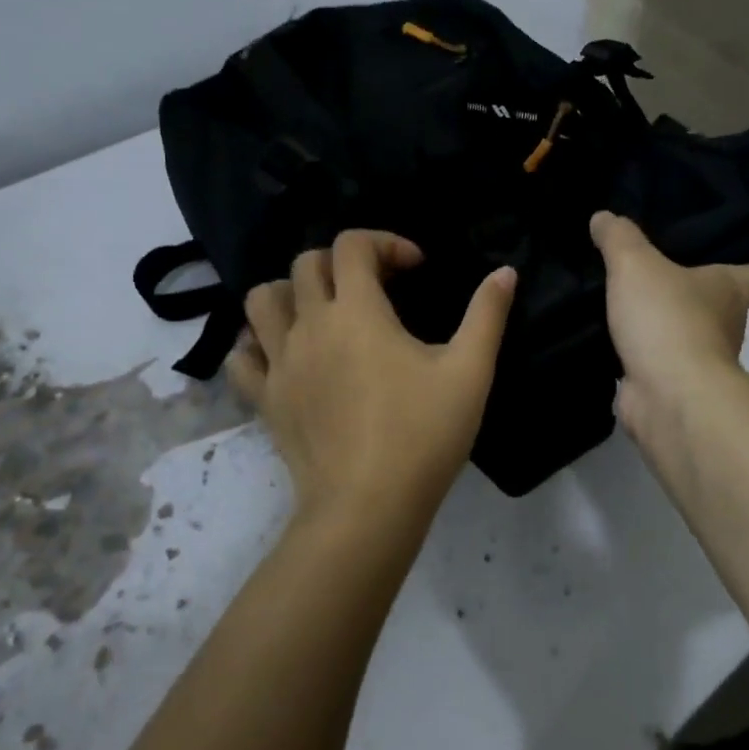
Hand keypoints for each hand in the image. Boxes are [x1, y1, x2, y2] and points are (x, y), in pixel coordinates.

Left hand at [227, 230, 516, 541]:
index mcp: (357, 311)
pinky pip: (243, 357)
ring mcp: (280, 362)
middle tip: (375, 287)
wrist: (367, 507)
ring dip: (290, 293)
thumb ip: (487, 315)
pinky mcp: (265, 399)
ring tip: (323, 312)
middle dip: (341, 261)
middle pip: (306, 264)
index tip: (415, 268)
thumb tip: (505, 271)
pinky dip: (258, 344)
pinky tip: (285, 355)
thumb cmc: (422, 434)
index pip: (353, 245)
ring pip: (262, 301)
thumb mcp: (470, 371)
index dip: (385, 242)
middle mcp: (310, 325)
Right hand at [589, 211, 748, 466]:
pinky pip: (657, 359)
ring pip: (687, 331)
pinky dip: (640, 350)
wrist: (667, 397)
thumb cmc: (668, 320)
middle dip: (700, 286)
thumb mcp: (636, 264)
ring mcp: (700, 360)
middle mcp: (726, 325)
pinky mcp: (671, 385)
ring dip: (665, 320)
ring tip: (626, 296)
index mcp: (732, 290)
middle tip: (663, 263)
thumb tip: (604, 218)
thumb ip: (619, 237)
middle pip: (725, 301)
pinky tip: (612, 333)